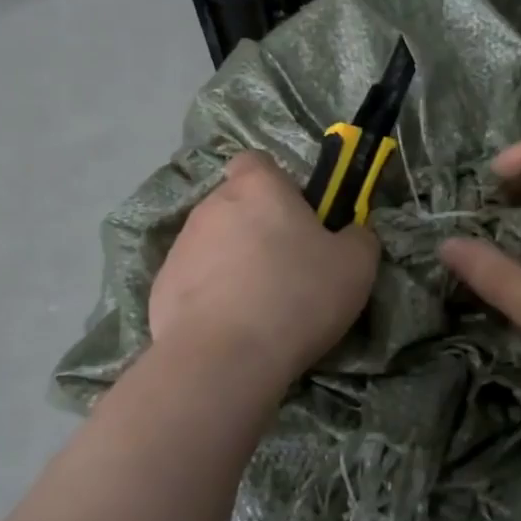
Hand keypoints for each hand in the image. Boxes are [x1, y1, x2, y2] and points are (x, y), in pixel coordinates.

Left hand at [150, 151, 379, 391]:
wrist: (223, 359)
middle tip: (287, 270)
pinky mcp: (161, 287)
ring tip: (258, 308)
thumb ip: (358, 237)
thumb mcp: (356, 266)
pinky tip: (230, 329)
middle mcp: (212, 205)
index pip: (257, 162)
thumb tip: (352, 233)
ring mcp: (180, 246)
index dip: (277, 185)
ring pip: (214, 245)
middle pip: (237, 205)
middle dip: (257, 229)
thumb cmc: (296, 297)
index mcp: (257, 187)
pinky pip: (194, 282)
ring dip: (233, 264)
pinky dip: (210, 297)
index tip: (297, 218)